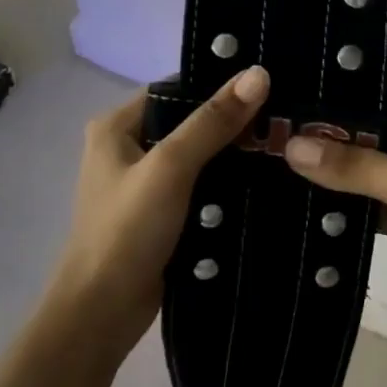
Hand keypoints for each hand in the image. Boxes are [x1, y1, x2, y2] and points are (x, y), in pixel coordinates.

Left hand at [50, 66, 270, 348]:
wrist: (103, 313)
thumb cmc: (127, 230)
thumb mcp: (171, 167)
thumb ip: (212, 122)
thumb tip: (258, 73)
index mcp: (117, 126)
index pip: (175, 90)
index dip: (218, 86)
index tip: (267, 87)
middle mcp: (127, 148)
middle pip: (189, 123)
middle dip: (232, 124)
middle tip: (284, 120)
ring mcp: (145, 184)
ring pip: (199, 157)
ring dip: (233, 156)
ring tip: (283, 146)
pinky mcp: (161, 214)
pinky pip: (200, 187)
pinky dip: (226, 185)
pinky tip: (265, 182)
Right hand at [283, 75, 386, 354]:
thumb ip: (354, 164)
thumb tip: (293, 146)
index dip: (354, 87)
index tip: (304, 89)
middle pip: (383, 127)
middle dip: (339, 130)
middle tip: (284, 127)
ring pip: (379, 165)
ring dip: (342, 167)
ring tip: (286, 157)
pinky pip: (380, 200)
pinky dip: (352, 202)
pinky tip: (310, 200)